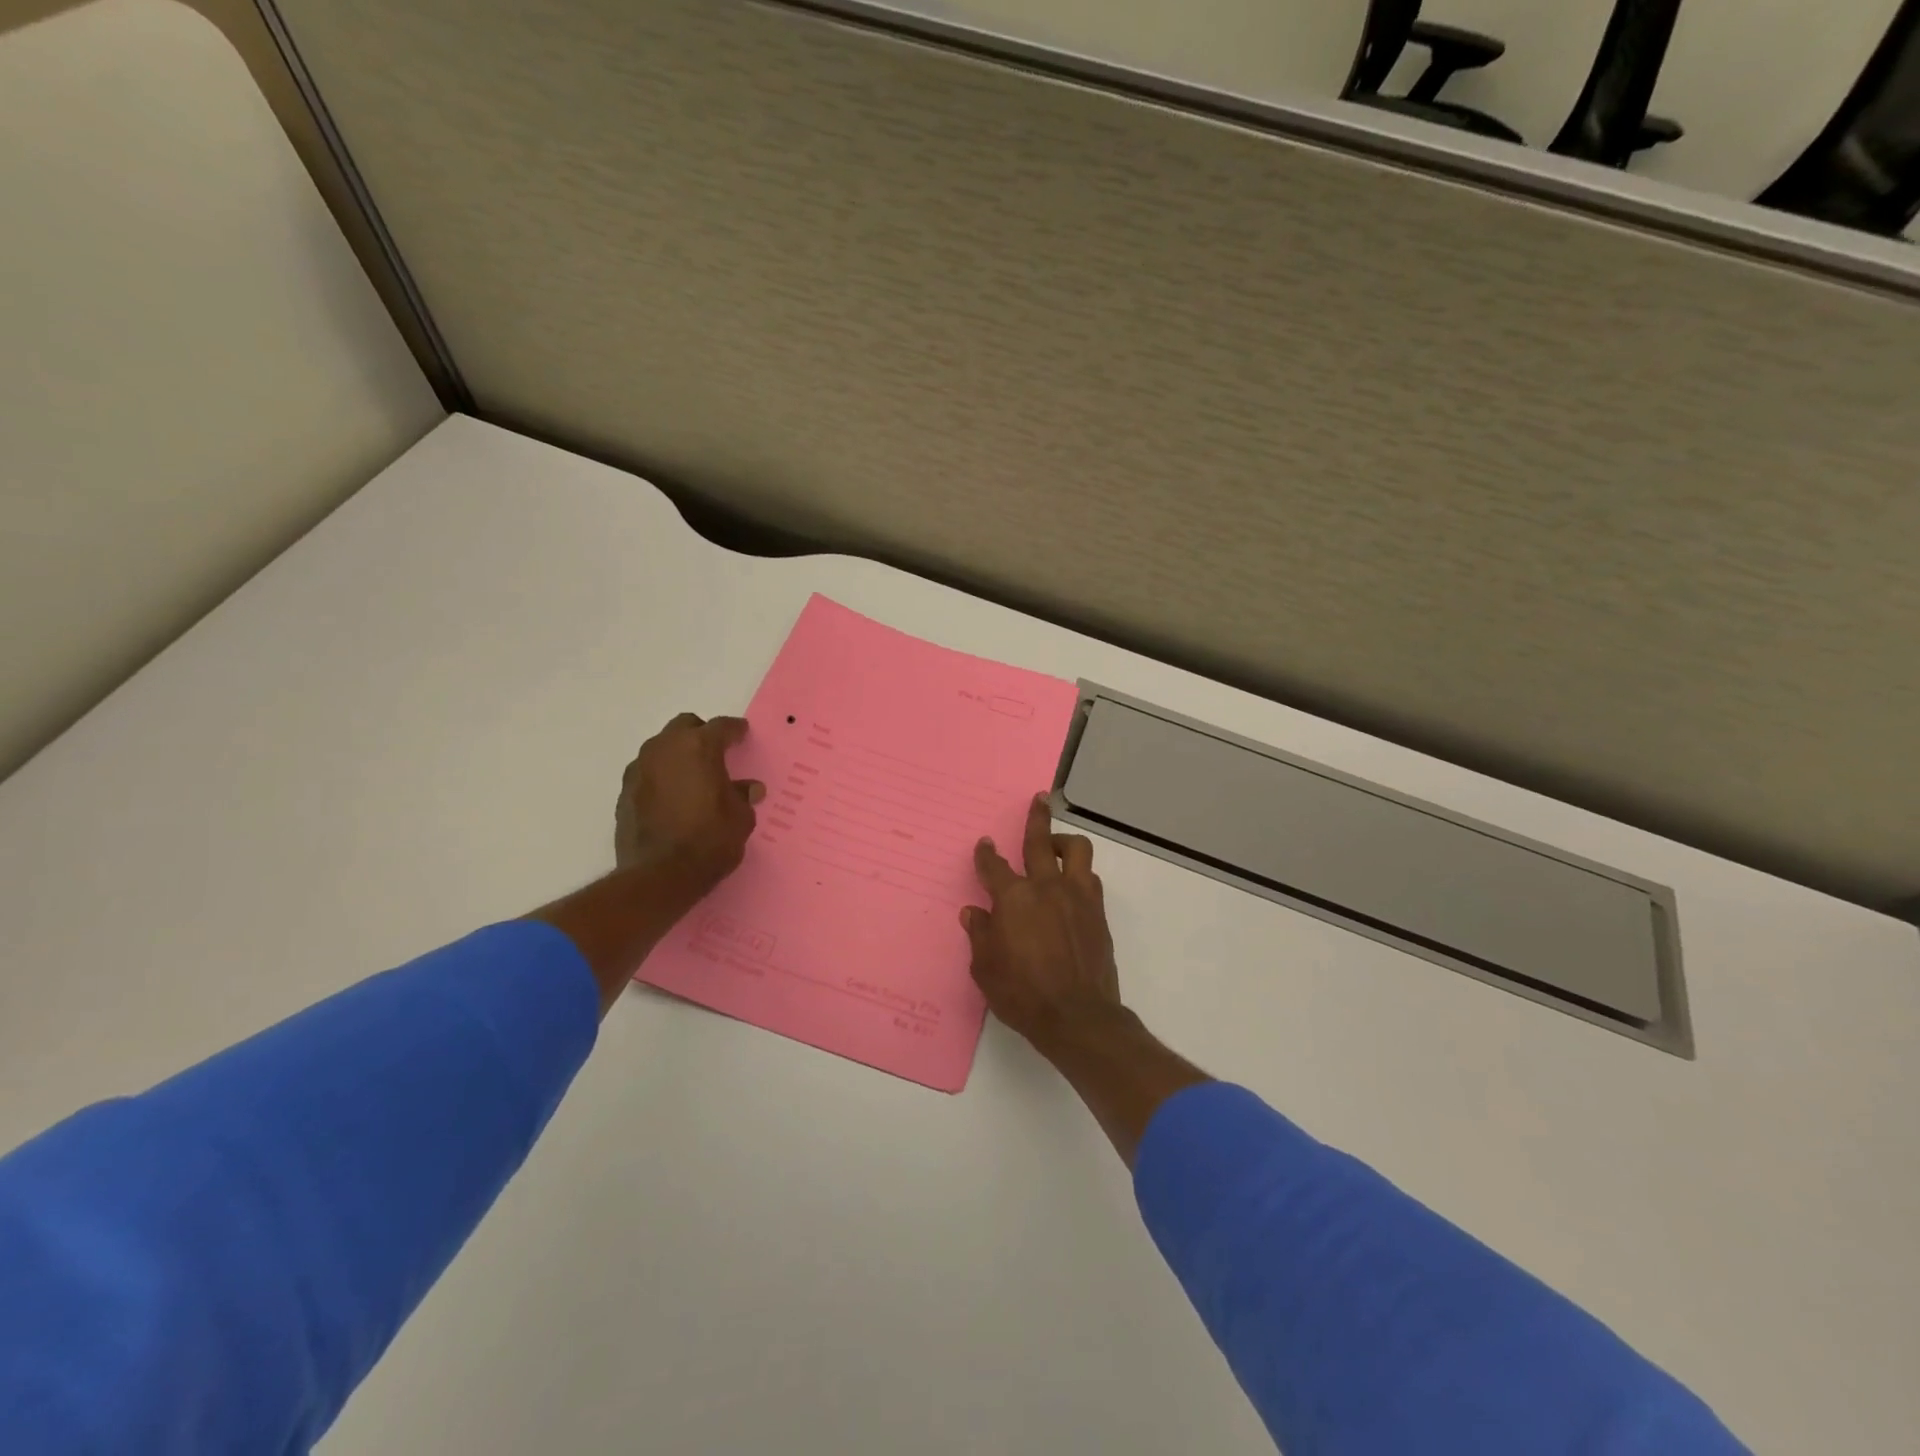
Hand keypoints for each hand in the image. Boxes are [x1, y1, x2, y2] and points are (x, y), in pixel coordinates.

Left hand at [616, 713, 764, 889]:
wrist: (660, 875)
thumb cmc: (710, 840)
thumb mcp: (741, 818)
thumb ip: (743, 796)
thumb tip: (748, 788)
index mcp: (699, 747)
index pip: (721, 726)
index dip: (735, 730)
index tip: (742, 734)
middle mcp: (665, 749)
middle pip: (684, 727)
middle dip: (700, 734)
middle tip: (715, 753)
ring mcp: (640, 769)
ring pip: (661, 748)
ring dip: (677, 756)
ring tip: (692, 777)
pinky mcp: (624, 792)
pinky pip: (647, 773)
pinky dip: (661, 778)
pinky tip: (672, 798)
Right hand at [963, 793, 1121, 1052]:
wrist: (1077, 1017)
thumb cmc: (1022, 994)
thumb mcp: (986, 968)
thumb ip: (980, 934)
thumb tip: (974, 912)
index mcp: (1014, 898)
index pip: (994, 866)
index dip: (986, 854)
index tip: (984, 845)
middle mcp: (1047, 887)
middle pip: (1040, 841)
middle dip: (1036, 818)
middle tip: (1039, 799)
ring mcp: (1077, 897)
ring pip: (1077, 851)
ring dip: (1065, 843)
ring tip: (1056, 846)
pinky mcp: (1098, 913)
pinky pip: (1090, 880)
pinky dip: (1079, 875)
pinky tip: (1072, 885)